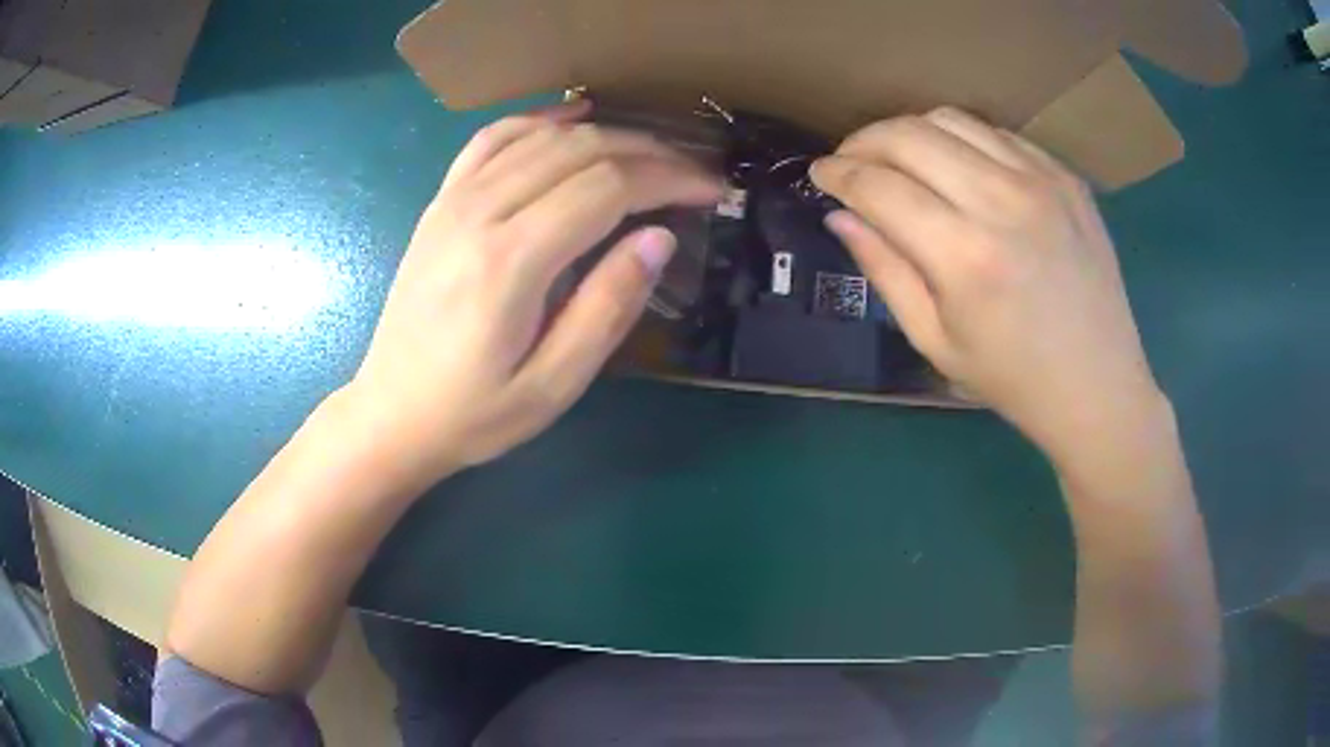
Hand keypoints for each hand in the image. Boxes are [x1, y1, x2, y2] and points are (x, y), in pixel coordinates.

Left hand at [344, 101, 721, 485]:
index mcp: (510, 263)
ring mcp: (452, 201)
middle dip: (649, 152)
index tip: (710, 189)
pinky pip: (491, 138)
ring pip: (542, 136)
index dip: (668, 179)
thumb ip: (608, 307)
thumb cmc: (474, 413)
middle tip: (692, 171)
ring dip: (606, 133)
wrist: (392, 413)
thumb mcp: (553, 385)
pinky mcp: (440, 203)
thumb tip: (659, 237)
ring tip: (650, 151)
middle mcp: (478, 213)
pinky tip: (571, 119)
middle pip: (579, 151)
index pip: (607, 187)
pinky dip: (538, 120)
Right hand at [811, 107, 1165, 465]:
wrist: (1098, 386)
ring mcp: (1041, 181)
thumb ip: (884, 270)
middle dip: (864, 142)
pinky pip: (997, 133)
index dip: (837, 174)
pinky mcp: (1066, 177)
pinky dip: (962, 140)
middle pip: (908, 135)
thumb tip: (840, 215)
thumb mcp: (934, 341)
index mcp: (965, 256)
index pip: (879, 186)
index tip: (819, 175)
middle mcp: (1002, 201)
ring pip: (951, 119)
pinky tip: (957, 167)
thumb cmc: (1013, 378)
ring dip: (910, 132)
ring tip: (898, 159)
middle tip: (850, 162)